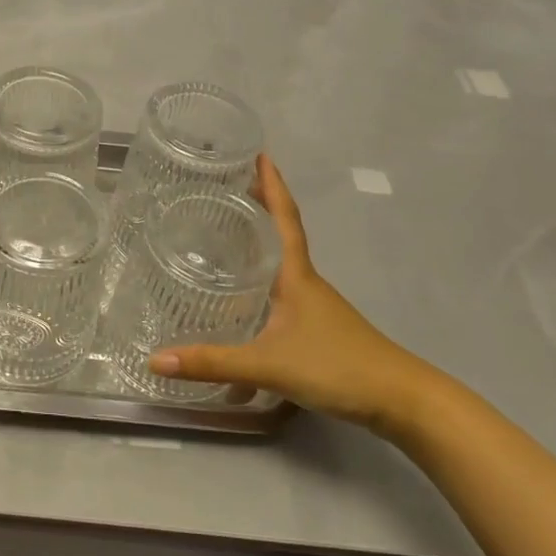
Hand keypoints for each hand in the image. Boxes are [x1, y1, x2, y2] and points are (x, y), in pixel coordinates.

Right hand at [147, 155, 437, 430]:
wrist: (400, 401)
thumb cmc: (337, 367)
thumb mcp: (268, 364)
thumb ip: (212, 362)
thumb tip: (155, 360)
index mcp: (296, 276)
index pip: (284, 219)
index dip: (272, 186)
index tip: (261, 154)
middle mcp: (306, 284)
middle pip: (280, 236)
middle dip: (257, 211)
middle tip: (226, 190)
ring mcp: (314, 307)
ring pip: (280, 269)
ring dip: (258, 250)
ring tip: (224, 241)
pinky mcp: (318, 331)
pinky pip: (281, 298)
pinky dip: (260, 292)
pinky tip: (241, 312)